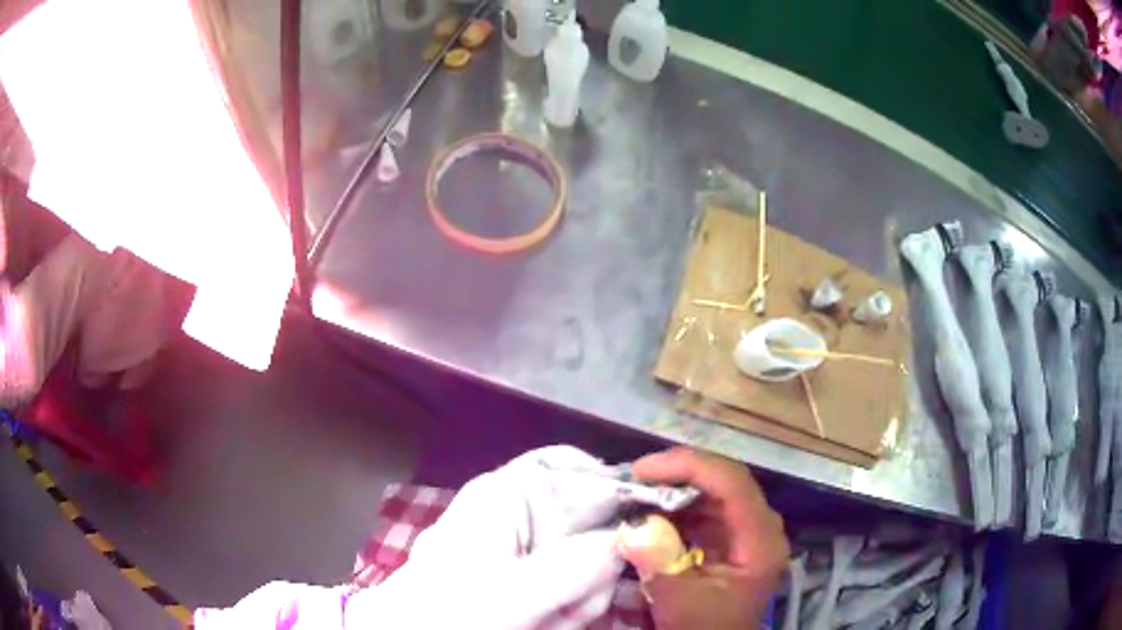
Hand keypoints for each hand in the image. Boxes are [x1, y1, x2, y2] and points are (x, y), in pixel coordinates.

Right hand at [630, 447, 789, 629]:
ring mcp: (744, 530)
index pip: (732, 483)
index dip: (688, 467)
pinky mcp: (727, 538)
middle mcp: (758, 526)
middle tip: (632, 478)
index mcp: (760, 539)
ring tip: (634, 492)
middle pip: (723, 481)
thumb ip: (662, 564)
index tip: (641, 470)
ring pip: (710, 492)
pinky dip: (673, 507)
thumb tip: (634, 526)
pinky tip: (647, 511)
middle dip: (676, 474)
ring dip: (672, 489)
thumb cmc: (706, 628)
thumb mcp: (683, 602)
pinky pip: (701, 510)